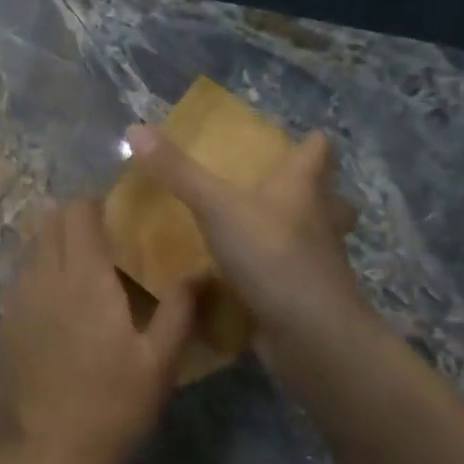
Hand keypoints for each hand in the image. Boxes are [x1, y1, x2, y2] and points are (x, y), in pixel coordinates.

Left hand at [0, 200, 198, 463]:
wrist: (39, 455)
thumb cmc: (108, 409)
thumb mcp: (157, 365)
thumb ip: (179, 311)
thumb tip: (202, 271)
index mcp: (83, 277)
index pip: (78, 212)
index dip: (96, 202)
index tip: (120, 211)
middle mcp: (43, 276)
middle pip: (49, 220)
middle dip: (75, 216)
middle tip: (107, 236)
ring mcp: (16, 299)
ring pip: (32, 247)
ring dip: (56, 242)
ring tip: (87, 266)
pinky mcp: (3, 322)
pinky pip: (22, 276)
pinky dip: (42, 270)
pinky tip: (63, 302)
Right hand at [122, 124, 372, 363]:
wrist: (311, 334)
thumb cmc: (271, 255)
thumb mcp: (216, 206)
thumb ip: (177, 172)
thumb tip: (135, 129)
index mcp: (303, 188)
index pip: (319, 151)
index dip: (309, 142)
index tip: (294, 139)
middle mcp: (318, 220)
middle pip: (327, 196)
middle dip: (310, 191)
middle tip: (275, 188)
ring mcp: (318, 262)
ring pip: (314, 237)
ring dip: (295, 232)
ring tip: (260, 230)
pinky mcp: (306, 296)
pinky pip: (293, 275)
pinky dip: (276, 272)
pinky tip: (249, 276)